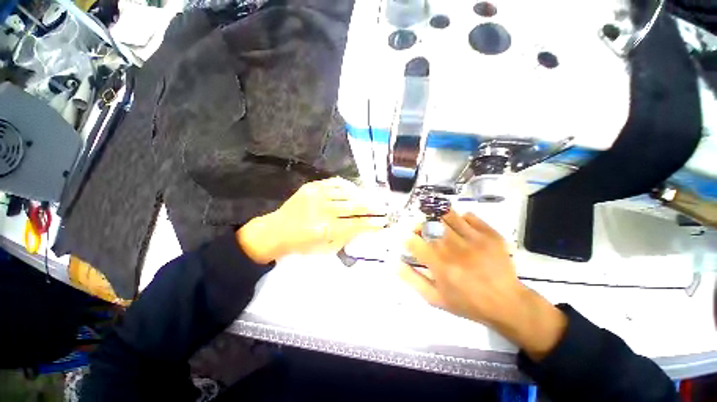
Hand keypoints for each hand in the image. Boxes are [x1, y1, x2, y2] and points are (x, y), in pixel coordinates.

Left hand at [237, 177, 387, 263]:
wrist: (276, 230)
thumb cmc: (301, 244)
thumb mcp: (324, 248)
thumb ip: (345, 237)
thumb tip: (364, 228)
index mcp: (324, 229)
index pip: (355, 225)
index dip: (371, 224)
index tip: (382, 223)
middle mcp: (321, 210)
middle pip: (354, 207)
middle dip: (372, 208)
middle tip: (383, 209)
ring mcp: (316, 195)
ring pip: (347, 193)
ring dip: (362, 196)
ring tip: (373, 199)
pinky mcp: (312, 186)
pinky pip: (335, 183)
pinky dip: (348, 186)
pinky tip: (356, 190)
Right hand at [399, 210, 566, 360]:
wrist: (506, 303)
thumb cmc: (467, 303)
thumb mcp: (435, 298)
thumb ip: (413, 280)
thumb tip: (395, 263)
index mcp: (440, 265)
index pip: (414, 242)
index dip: (407, 238)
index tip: (410, 241)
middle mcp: (454, 248)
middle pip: (429, 225)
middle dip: (420, 226)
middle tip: (422, 232)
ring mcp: (474, 239)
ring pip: (448, 216)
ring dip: (438, 218)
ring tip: (439, 226)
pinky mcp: (490, 234)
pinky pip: (469, 216)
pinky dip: (460, 218)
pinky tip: (459, 227)